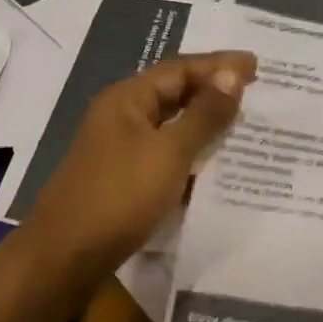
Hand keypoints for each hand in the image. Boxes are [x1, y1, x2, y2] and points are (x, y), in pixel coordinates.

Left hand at [20, 52, 256, 285]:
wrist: (65, 256)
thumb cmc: (120, 196)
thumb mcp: (169, 152)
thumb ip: (204, 114)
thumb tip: (232, 75)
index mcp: (127, 98)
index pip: (180, 68)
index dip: (219, 64)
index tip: (257, 64)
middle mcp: (121, 115)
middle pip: (174, 92)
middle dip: (213, 89)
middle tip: (255, 90)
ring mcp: (120, 147)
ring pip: (170, 124)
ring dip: (204, 121)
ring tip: (243, 121)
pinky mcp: (123, 177)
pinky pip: (164, 152)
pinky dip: (190, 151)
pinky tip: (215, 161)